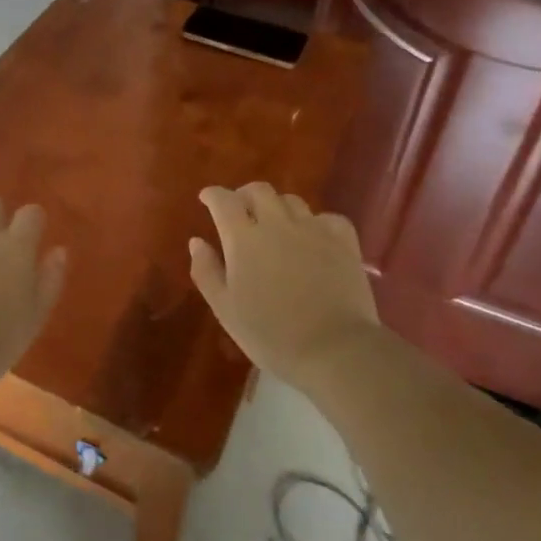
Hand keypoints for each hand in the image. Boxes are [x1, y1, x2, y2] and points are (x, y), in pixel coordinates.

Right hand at [189, 183, 379, 385]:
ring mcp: (313, 230)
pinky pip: (327, 218)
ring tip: (275, 225)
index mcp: (243, 238)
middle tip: (240, 211)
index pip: (223, 200)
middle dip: (245, 195)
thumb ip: (206, 271)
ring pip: (291, 201)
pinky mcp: (344, 242)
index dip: (213, 195)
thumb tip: (197, 242)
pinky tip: (314, 237)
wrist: (335, 350)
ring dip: (277, 207)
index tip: (207, 199)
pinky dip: (316, 222)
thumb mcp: (225, 309)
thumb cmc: (271, 334)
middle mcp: (277, 224)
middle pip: (259, 191)